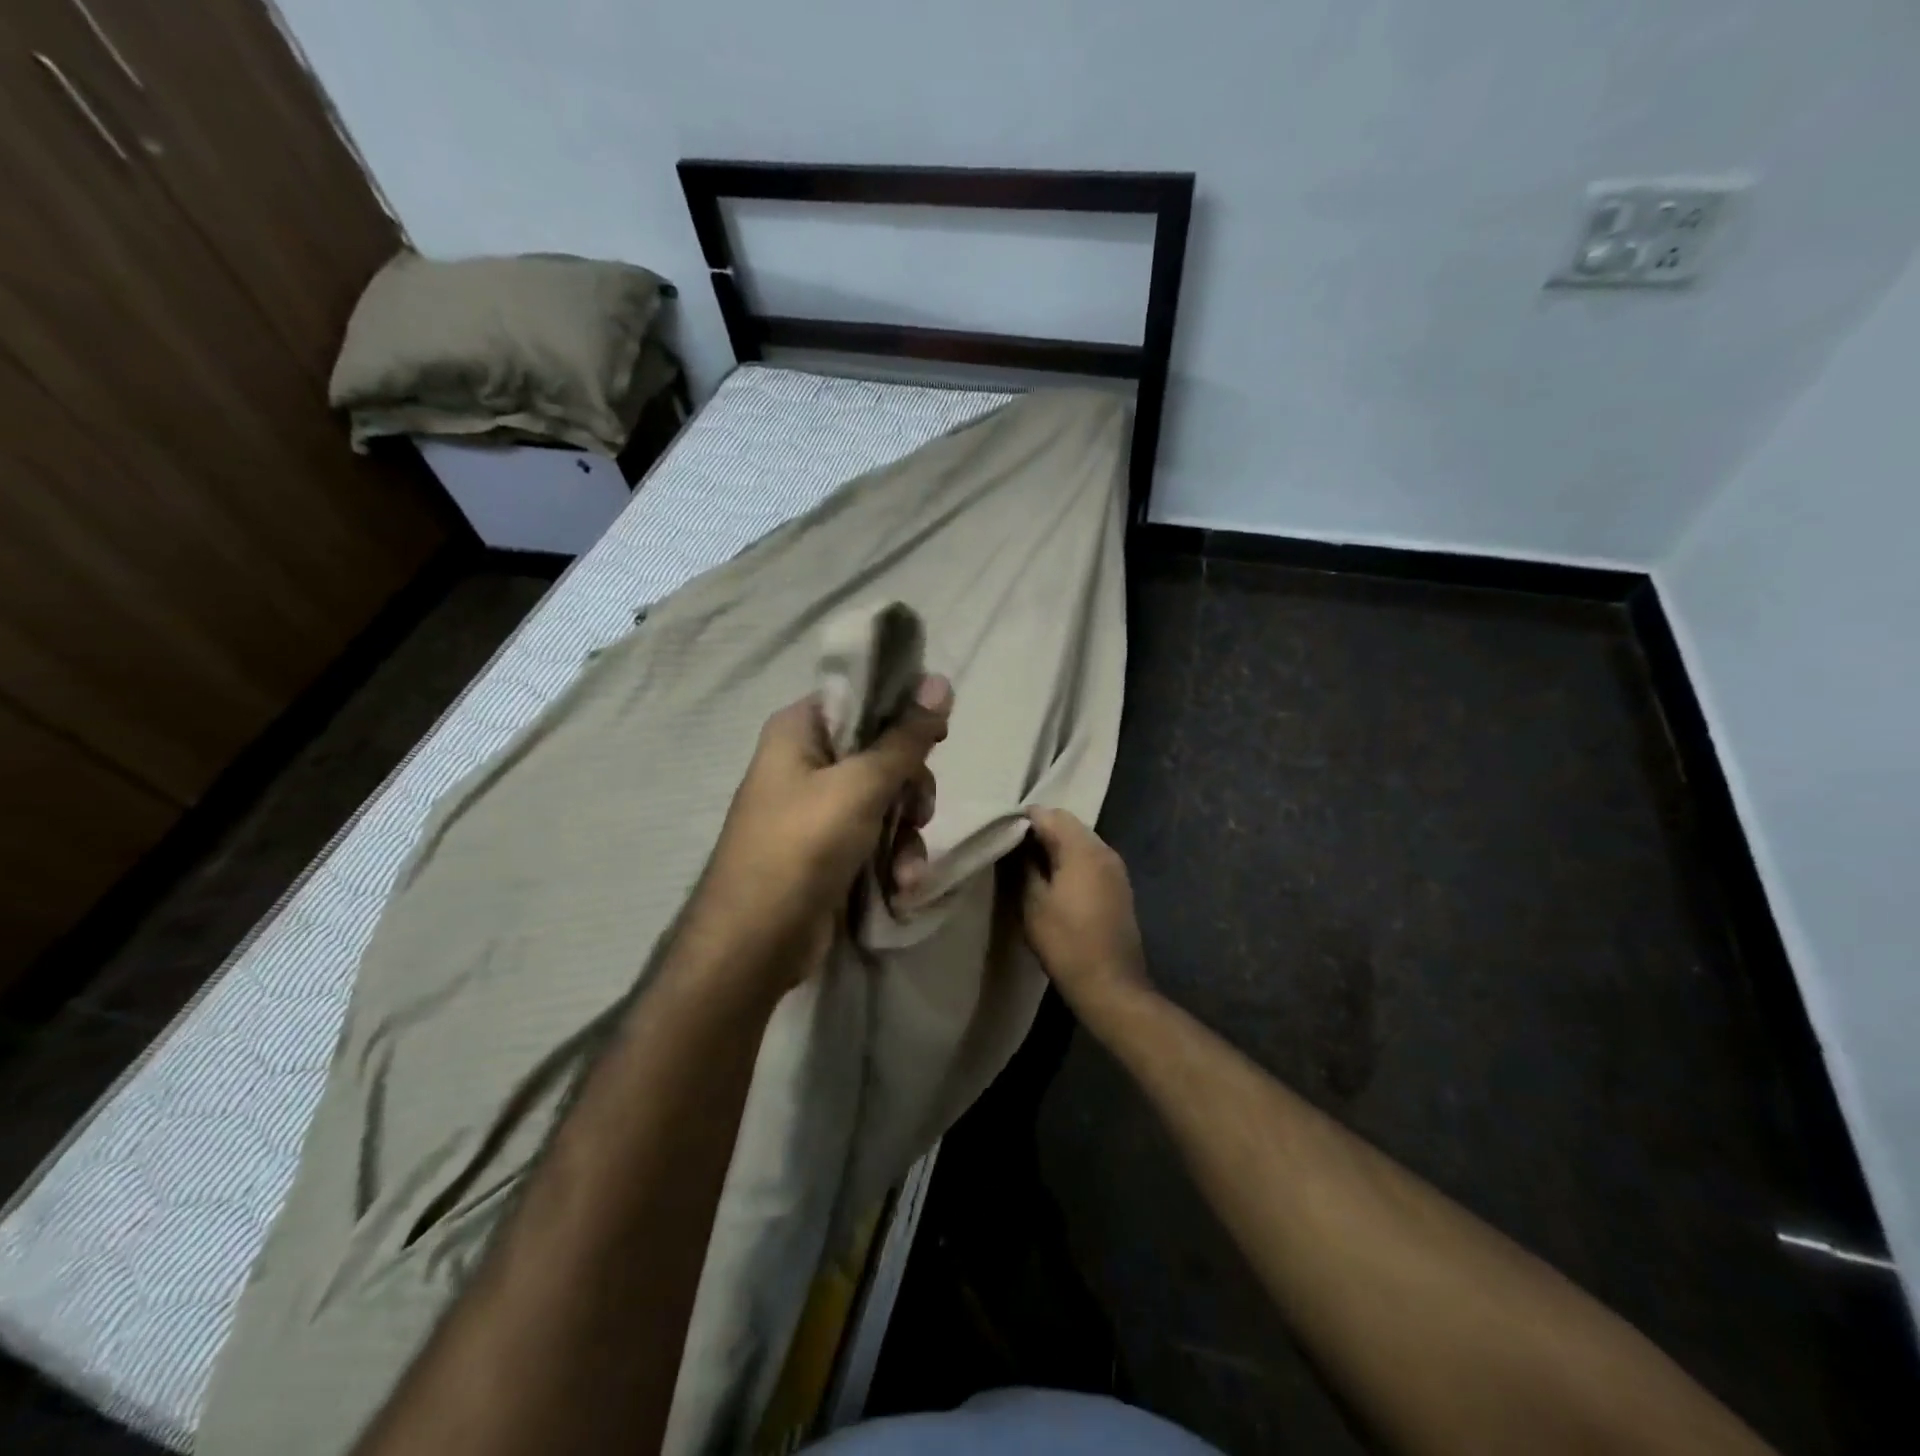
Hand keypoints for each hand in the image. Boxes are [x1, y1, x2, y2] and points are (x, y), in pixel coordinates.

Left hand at [692, 675, 952, 980]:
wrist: (755, 943)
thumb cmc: (802, 846)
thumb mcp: (861, 786)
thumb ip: (906, 737)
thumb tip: (941, 680)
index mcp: (800, 729)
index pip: (862, 697)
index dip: (903, 711)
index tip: (938, 734)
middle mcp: (806, 761)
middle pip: (882, 751)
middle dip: (910, 787)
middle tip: (919, 810)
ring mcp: (818, 808)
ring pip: (886, 798)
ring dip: (907, 832)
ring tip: (907, 867)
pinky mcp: (830, 847)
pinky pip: (876, 835)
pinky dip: (892, 857)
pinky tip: (901, 885)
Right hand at [1020, 807, 1150, 1014]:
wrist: (1110, 984)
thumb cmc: (1066, 941)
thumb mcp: (1033, 902)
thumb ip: (1023, 866)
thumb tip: (1016, 845)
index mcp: (1083, 849)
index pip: (1049, 815)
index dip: (1023, 819)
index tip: (1001, 831)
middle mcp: (1104, 850)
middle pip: (1068, 824)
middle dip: (1040, 830)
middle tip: (1011, 847)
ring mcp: (1115, 868)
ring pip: (1081, 841)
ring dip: (1056, 845)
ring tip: (1029, 863)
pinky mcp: (1119, 886)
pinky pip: (1091, 859)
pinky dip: (1071, 860)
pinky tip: (1053, 878)